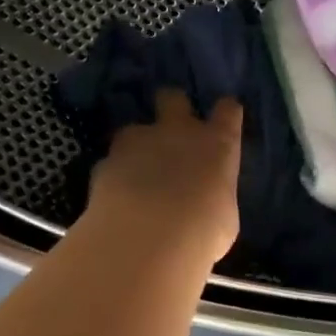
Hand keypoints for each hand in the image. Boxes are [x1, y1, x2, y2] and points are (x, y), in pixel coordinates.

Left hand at [87, 89, 242, 263]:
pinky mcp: (106, 160)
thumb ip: (214, 198)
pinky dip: (114, 174)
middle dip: (171, 108)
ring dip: (136, 146)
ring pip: (134, 128)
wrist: (147, 238)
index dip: (225, 114)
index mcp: (217, 144)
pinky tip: (115, 196)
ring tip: (136, 174)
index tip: (224, 123)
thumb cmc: (202, 232)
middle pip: (173, 97)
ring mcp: (138, 141)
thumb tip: (207, 201)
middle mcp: (178, 131)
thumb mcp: (223, 220)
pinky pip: (111, 161)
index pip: (228, 111)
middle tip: (171, 132)